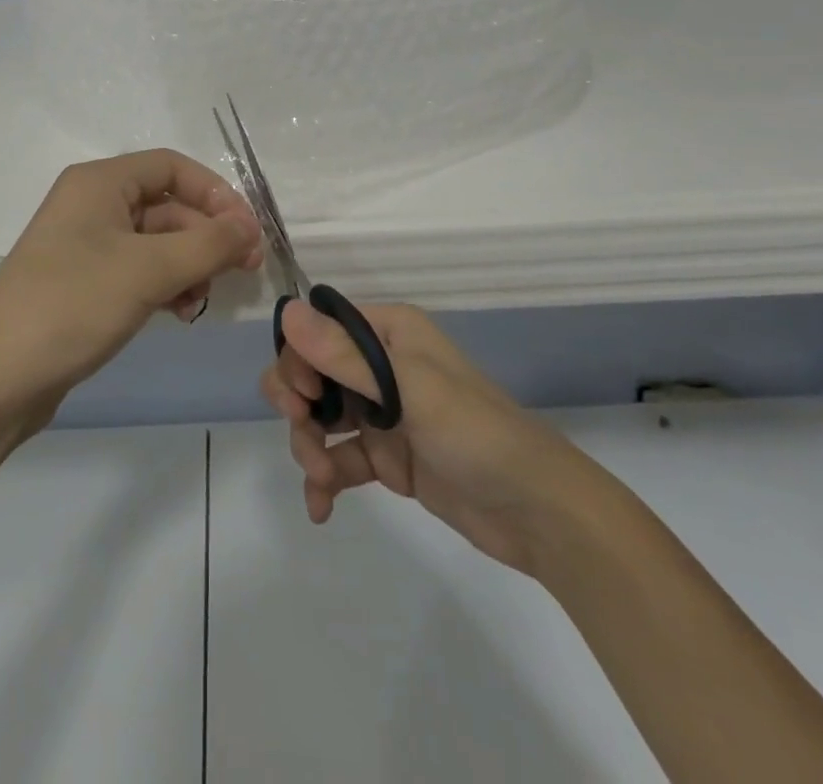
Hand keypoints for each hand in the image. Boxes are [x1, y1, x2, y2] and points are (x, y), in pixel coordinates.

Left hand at [0, 150, 263, 428]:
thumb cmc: (72, 305)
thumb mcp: (148, 270)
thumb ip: (208, 244)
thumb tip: (250, 227)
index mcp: (99, 182)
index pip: (171, 167)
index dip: (215, 193)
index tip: (247, 231)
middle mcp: (91, 205)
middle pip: (167, 205)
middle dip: (206, 235)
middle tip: (243, 271)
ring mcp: (85, 246)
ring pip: (156, 242)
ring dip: (189, 264)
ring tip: (201, 300)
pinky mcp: (84, 284)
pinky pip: (138, 271)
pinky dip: (165, 285)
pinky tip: (179, 313)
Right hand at [263, 301, 606, 576]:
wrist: (536, 512)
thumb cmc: (474, 432)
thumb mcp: (408, 388)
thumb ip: (344, 355)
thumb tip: (286, 310)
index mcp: (389, 333)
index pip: (320, 329)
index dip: (300, 359)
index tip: (303, 397)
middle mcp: (381, 365)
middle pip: (313, 373)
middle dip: (298, 405)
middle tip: (302, 433)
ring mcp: (383, 413)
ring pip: (320, 418)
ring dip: (309, 447)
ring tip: (321, 482)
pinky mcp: (387, 457)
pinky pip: (339, 459)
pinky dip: (324, 481)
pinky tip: (320, 508)